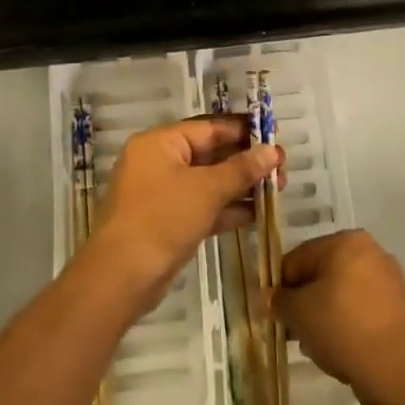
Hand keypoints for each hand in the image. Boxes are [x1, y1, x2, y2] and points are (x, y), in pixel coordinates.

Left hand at [92, 116, 281, 312]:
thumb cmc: (162, 219)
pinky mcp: (167, 222)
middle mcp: (159, 162)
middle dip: (246, 161)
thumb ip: (241, 169)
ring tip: (278, 188)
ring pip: (208, 182)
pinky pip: (202, 206)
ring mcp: (162, 194)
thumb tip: (273, 152)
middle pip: (209, 154)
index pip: (208, 128)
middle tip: (282, 168)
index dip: (243, 131)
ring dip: (240, 186)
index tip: (274, 135)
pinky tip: (257, 213)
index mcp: (160, 143)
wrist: (121, 277)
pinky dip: (226, 208)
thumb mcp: (206, 190)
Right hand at [273, 230, 404, 404]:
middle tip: (292, 331)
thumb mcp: (299, 313)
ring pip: (341, 293)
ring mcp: (388, 279)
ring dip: (323, 314)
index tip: (272, 313)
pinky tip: (339, 349)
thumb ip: (279, 301)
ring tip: (315, 345)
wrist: (398, 370)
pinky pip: (361, 309)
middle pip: (322, 274)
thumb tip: (268, 299)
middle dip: (304, 301)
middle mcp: (370, 251)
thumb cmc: (342, 328)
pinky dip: (346, 324)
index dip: (280, 286)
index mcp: (345, 241)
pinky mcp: (399, 307)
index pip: (299, 258)